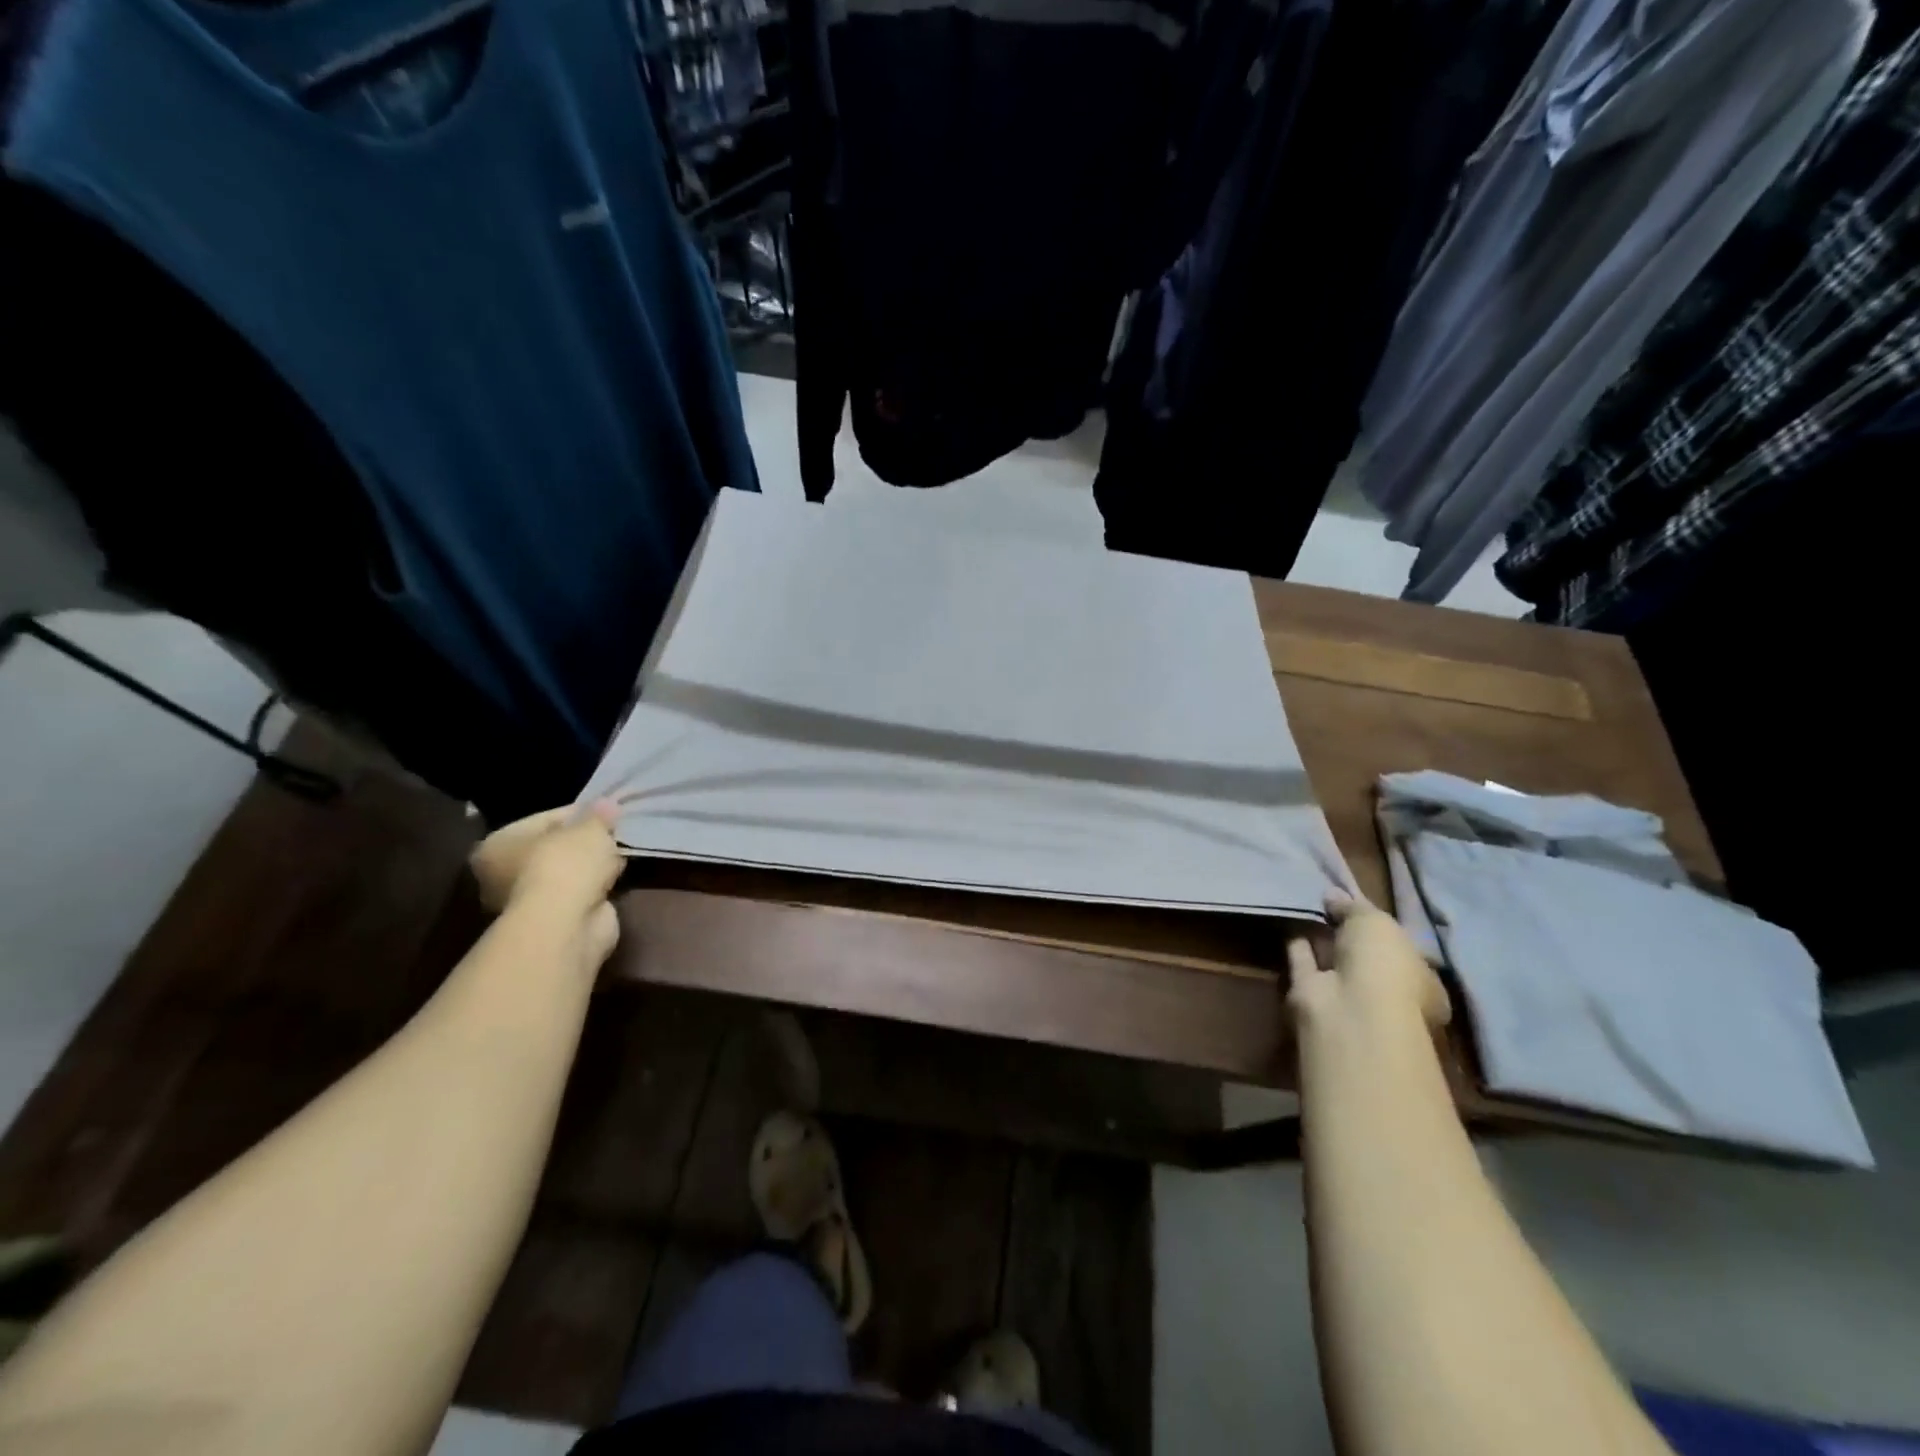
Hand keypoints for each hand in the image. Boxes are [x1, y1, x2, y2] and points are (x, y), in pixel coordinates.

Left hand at [470, 802, 623, 973]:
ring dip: (591, 867)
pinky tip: (615, 879)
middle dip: (585, 843)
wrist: (567, 924)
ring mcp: (526, 902)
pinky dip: (595, 888)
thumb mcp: (589, 828)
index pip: (546, 819)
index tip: (610, 813)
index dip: (581, 813)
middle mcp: (501, 874)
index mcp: (497, 845)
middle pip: (554, 848)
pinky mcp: (551, 922)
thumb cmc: (565, 865)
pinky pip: (578, 894)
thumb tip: (607, 805)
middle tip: (615, 834)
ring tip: (619, 856)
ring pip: (567, 874)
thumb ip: (599, 815)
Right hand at [1287, 893, 1450, 1034]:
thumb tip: (1333, 895)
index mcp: (1420, 979)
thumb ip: (1355, 906)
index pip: (1402, 948)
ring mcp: (1349, 995)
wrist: (1349, 1009)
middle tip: (1329, 902)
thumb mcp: (1376, 921)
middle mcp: (1386, 990)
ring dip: (1322, 938)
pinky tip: (1289, 923)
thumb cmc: (1383, 964)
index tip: (1359, 903)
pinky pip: (1305, 964)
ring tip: (1306, 907)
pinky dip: (1298, 946)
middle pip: (1366, 955)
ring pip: (1334, 960)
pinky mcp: (1313, 995)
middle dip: (1349, 932)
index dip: (1382, 926)